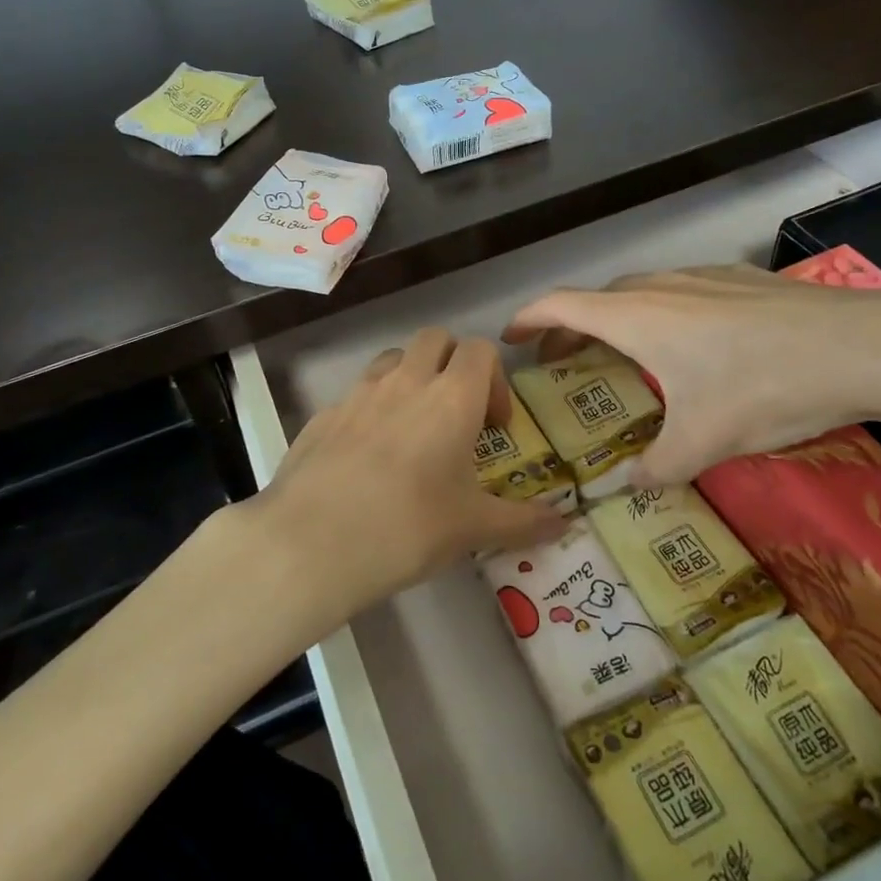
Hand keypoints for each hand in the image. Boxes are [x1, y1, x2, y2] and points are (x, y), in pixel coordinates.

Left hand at [244, 328, 567, 625]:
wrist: (313, 542)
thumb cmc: (409, 527)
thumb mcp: (474, 528)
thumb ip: (525, 522)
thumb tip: (567, 524)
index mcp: (451, 396)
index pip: (480, 349)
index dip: (494, 378)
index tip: (494, 426)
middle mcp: (405, 380)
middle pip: (435, 339)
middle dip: (452, 364)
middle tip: (456, 415)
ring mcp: (358, 393)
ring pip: (393, 360)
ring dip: (411, 379)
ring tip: (412, 432)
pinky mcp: (323, 414)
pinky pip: (356, 395)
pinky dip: (372, 410)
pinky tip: (367, 461)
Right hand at [504, 264, 880, 482]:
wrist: (860, 345)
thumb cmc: (764, 388)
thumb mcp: (705, 441)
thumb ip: (658, 467)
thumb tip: (632, 487)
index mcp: (636, 318)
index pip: (561, 306)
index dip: (529, 319)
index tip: (510, 338)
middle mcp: (659, 288)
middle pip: (596, 299)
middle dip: (570, 327)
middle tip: (561, 360)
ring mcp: (701, 277)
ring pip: (639, 291)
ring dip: (614, 317)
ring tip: (619, 350)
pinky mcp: (738, 279)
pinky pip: (678, 290)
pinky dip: (657, 311)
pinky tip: (688, 340)